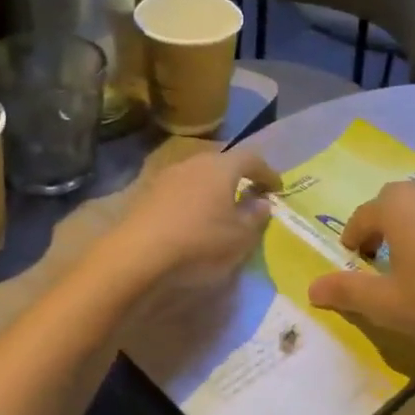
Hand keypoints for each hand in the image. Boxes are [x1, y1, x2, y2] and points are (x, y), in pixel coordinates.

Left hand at [104, 149, 279, 291]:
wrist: (137, 255)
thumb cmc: (199, 242)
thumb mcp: (240, 237)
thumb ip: (256, 216)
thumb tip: (262, 202)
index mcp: (222, 167)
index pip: (252, 159)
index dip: (267, 172)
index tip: (277, 189)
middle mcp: (194, 163)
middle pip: (223, 163)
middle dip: (238, 177)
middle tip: (249, 195)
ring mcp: (167, 175)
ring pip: (199, 175)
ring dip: (213, 188)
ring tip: (220, 210)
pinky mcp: (147, 193)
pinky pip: (180, 190)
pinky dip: (192, 200)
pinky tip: (192, 219)